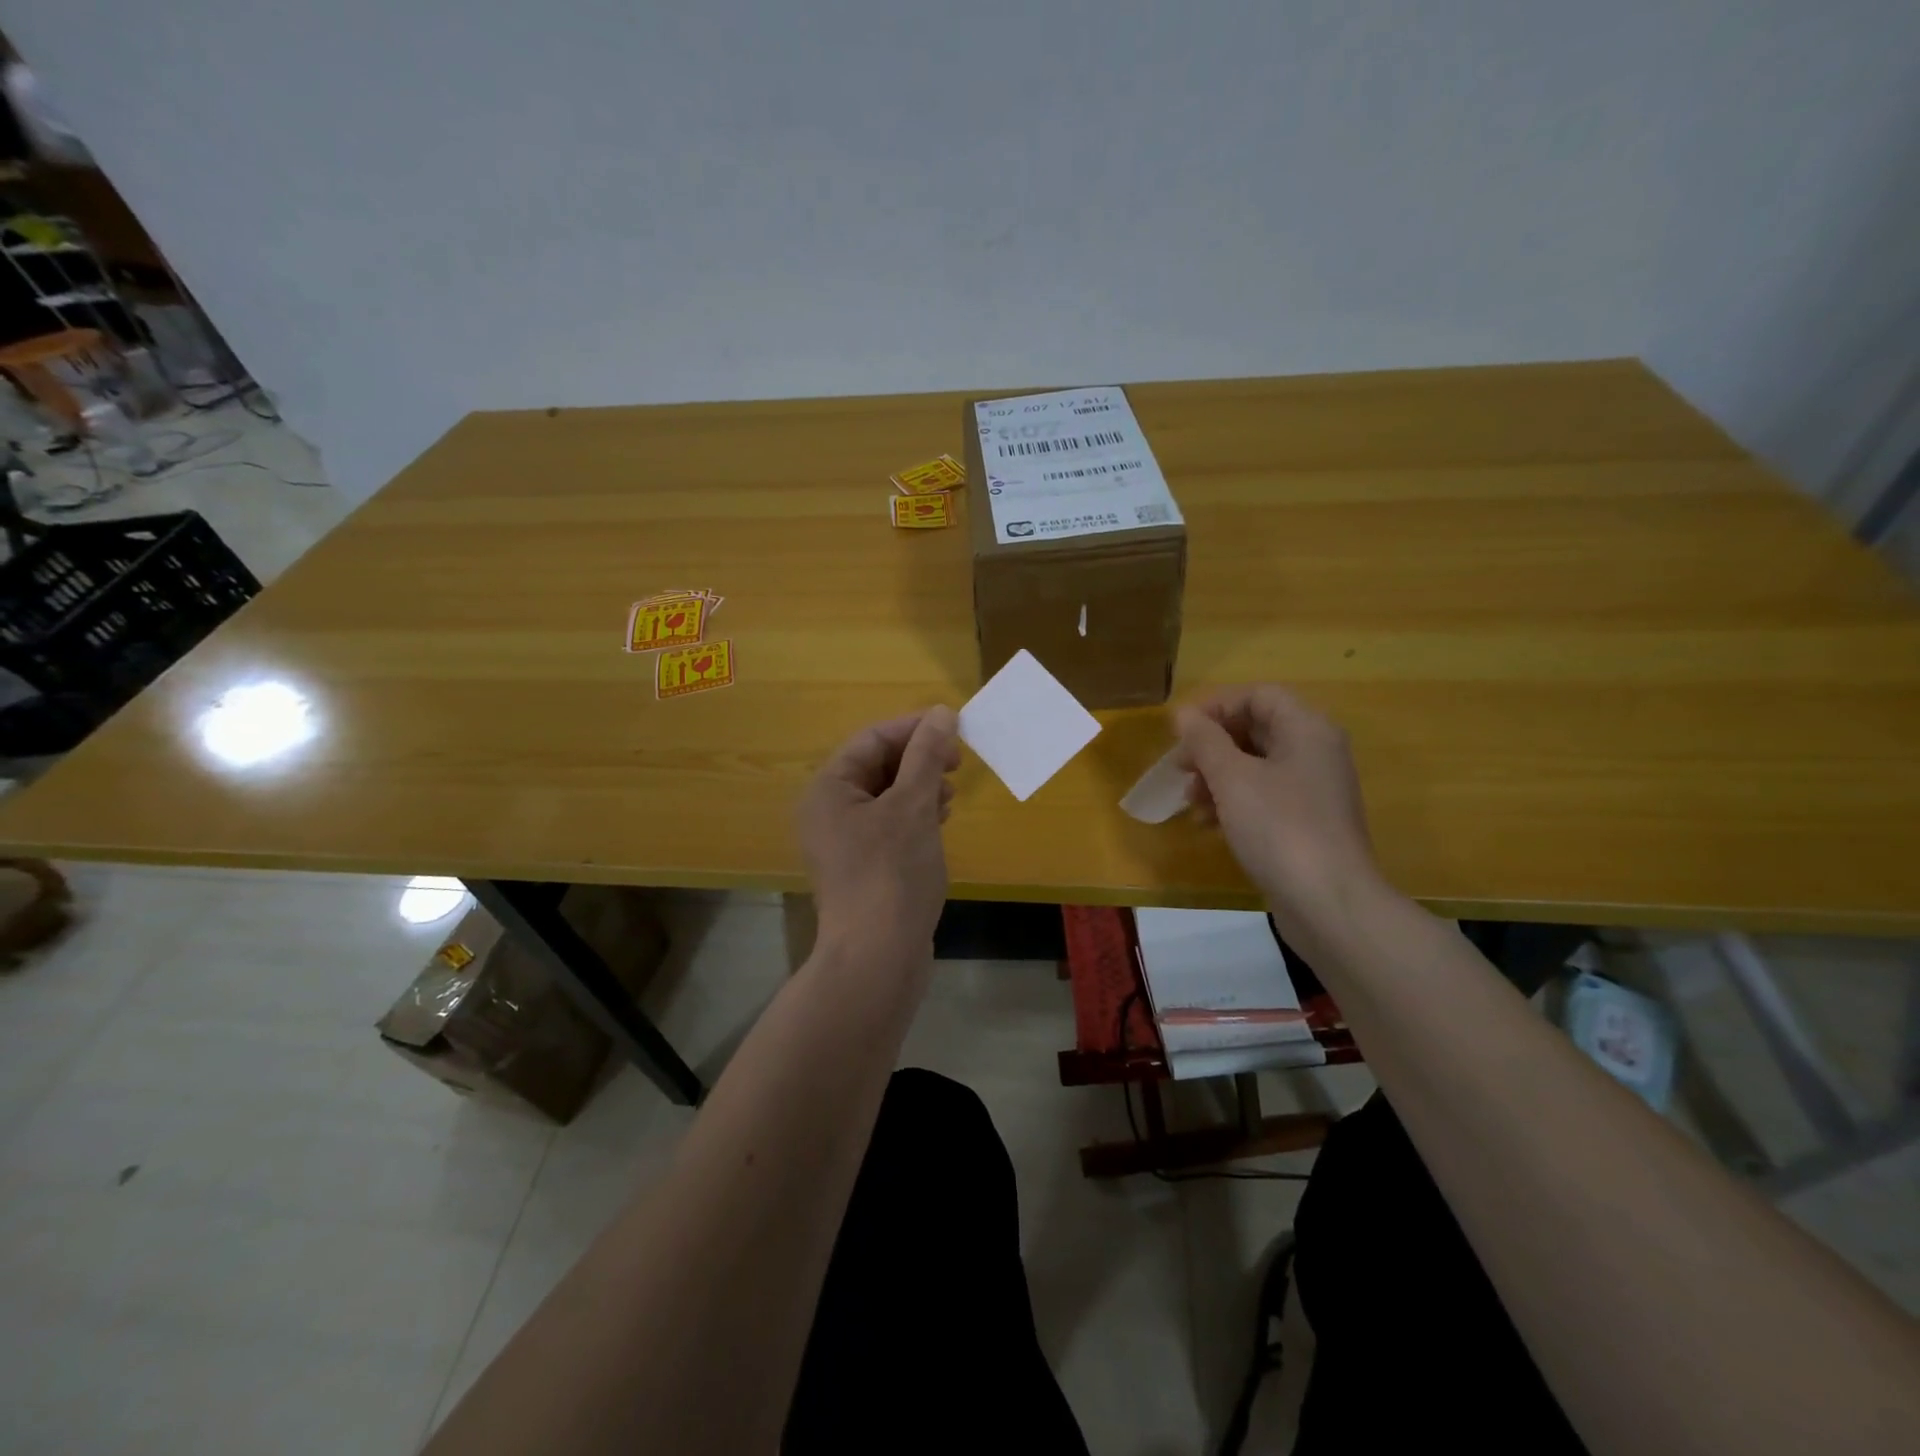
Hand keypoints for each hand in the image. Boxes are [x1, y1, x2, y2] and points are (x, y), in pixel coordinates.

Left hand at [798, 706, 959, 961]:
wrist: (878, 957)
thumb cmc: (892, 873)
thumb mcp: (913, 806)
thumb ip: (926, 755)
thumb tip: (942, 713)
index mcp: (828, 789)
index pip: (872, 739)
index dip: (914, 728)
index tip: (956, 728)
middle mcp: (828, 810)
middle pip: (877, 765)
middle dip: (919, 759)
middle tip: (957, 763)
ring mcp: (843, 841)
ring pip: (886, 795)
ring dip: (920, 787)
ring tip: (949, 796)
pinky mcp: (862, 865)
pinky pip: (889, 824)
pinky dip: (915, 815)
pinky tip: (940, 821)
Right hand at [1174, 685, 1383, 932]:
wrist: (1328, 903)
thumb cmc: (1279, 828)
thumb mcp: (1232, 778)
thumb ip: (1205, 740)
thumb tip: (1184, 714)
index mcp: (1307, 729)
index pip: (1257, 696)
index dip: (1215, 707)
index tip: (1181, 733)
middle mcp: (1315, 751)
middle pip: (1256, 729)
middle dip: (1212, 747)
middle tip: (1180, 770)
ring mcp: (1313, 789)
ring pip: (1255, 765)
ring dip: (1217, 777)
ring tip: (1192, 803)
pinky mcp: (1306, 822)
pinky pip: (1263, 796)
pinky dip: (1234, 802)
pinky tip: (1210, 824)